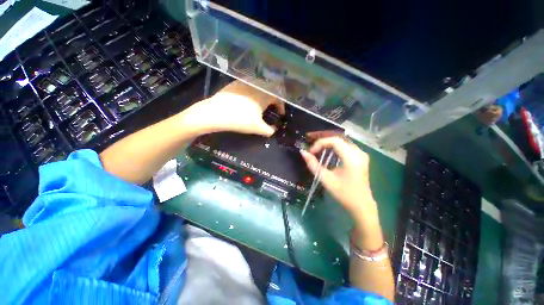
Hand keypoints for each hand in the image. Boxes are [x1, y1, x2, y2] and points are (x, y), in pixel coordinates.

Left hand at [183, 81, 284, 135]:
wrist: (216, 113)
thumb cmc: (240, 120)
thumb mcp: (258, 128)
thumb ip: (269, 130)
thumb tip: (274, 130)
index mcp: (264, 95)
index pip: (278, 97)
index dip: (281, 106)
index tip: (280, 114)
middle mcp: (256, 86)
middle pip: (270, 89)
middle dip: (273, 99)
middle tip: (271, 108)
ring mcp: (245, 83)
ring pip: (259, 85)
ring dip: (263, 94)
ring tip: (260, 103)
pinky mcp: (235, 84)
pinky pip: (248, 85)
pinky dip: (252, 91)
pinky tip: (247, 99)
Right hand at [300, 136, 377, 220]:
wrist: (361, 205)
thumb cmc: (343, 193)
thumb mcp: (326, 179)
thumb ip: (313, 165)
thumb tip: (303, 152)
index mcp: (352, 158)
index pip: (334, 141)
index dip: (320, 143)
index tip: (311, 152)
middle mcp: (359, 153)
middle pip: (338, 139)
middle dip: (323, 141)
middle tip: (312, 147)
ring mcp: (362, 154)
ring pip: (342, 141)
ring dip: (328, 143)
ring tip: (317, 148)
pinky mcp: (361, 157)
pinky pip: (346, 145)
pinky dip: (335, 146)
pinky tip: (328, 151)